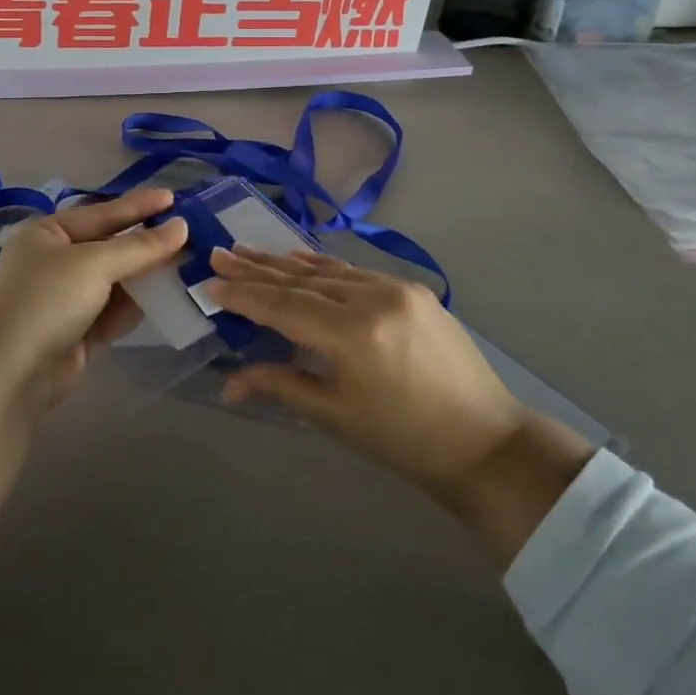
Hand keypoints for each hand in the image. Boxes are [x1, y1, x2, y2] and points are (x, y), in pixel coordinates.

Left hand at [0, 190, 185, 539]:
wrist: (8, 374)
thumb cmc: (46, 300)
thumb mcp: (94, 264)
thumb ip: (140, 246)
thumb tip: (181, 226)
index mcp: (48, 233)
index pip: (103, 213)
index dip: (139, 205)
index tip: (175, 198)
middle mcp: (54, 261)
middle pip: (110, 247)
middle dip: (147, 243)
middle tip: (190, 233)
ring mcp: (64, 299)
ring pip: (115, 281)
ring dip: (146, 276)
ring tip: (187, 266)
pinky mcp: (75, 333)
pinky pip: (113, 311)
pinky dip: (135, 307)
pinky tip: (164, 300)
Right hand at [207, 248, 595, 566]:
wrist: (486, 442)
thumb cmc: (404, 441)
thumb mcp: (335, 416)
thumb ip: (280, 384)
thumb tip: (228, 383)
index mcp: (353, 333)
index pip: (284, 305)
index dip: (244, 295)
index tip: (210, 282)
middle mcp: (373, 297)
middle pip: (302, 279)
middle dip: (257, 269)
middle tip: (220, 254)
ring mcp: (397, 288)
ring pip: (328, 270)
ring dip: (286, 263)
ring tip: (248, 251)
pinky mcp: (414, 289)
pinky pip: (356, 272)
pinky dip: (323, 266)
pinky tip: (299, 258)